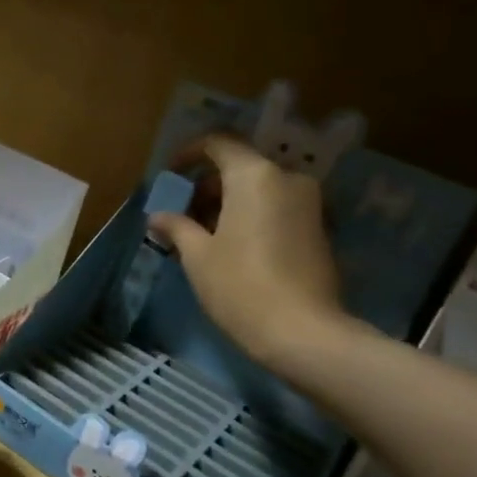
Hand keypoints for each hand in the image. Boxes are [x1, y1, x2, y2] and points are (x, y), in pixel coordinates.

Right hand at [148, 133, 348, 371]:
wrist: (303, 333)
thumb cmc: (240, 286)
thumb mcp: (198, 256)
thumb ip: (177, 227)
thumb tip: (157, 216)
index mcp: (254, 176)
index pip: (219, 144)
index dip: (189, 154)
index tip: (170, 174)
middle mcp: (287, 179)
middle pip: (240, 166)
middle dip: (207, 185)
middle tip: (182, 214)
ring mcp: (309, 204)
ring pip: (260, 188)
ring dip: (229, 202)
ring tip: (203, 235)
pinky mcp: (319, 229)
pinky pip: (277, 207)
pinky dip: (252, 215)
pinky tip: (232, 247)